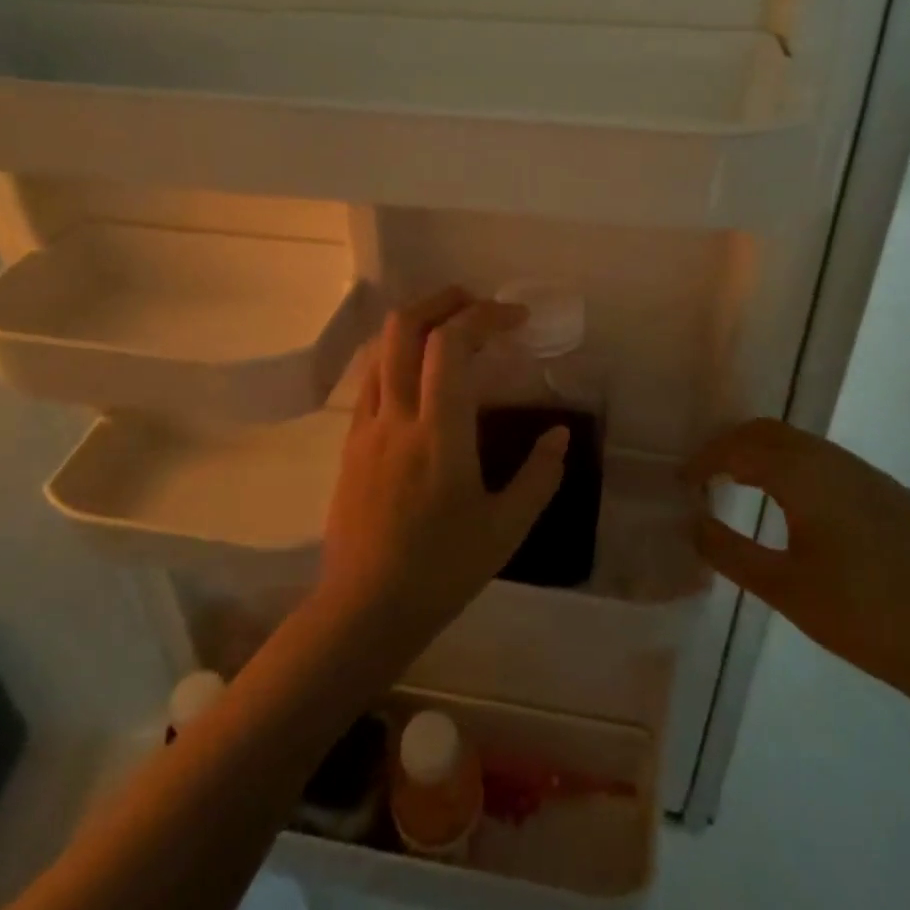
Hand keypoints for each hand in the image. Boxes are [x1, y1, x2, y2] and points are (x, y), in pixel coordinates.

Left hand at [318, 287, 568, 654]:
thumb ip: (539, 476)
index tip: (515, 318)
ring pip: (380, 348)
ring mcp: (366, 427)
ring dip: (416, 324)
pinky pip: (371, 379)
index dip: (483, 316)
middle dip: (441, 300)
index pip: (450, 344)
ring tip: (450, 331)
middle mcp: (396, 416)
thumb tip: (559, 434)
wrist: (364, 608)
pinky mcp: (350, 444)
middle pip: (403, 327)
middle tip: (477, 304)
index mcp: (439, 433)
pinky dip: (396, 356)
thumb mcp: (506, 529)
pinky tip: (420, 376)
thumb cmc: (441, 570)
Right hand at [687, 419, 909, 721]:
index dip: (708, 458)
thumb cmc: (861, 620)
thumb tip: (693, 523)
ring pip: (810, 448)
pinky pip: (840, 467)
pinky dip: (806, 472)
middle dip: (736, 446)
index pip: (744, 448)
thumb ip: (729, 551)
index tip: (685, 480)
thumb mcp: (783, 590)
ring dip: (772, 457)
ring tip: (748, 487)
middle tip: (710, 476)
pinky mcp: (901, 498)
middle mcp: (843, 464)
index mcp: (811, 479)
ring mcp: (877, 478)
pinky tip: (807, 511)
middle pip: (776, 433)